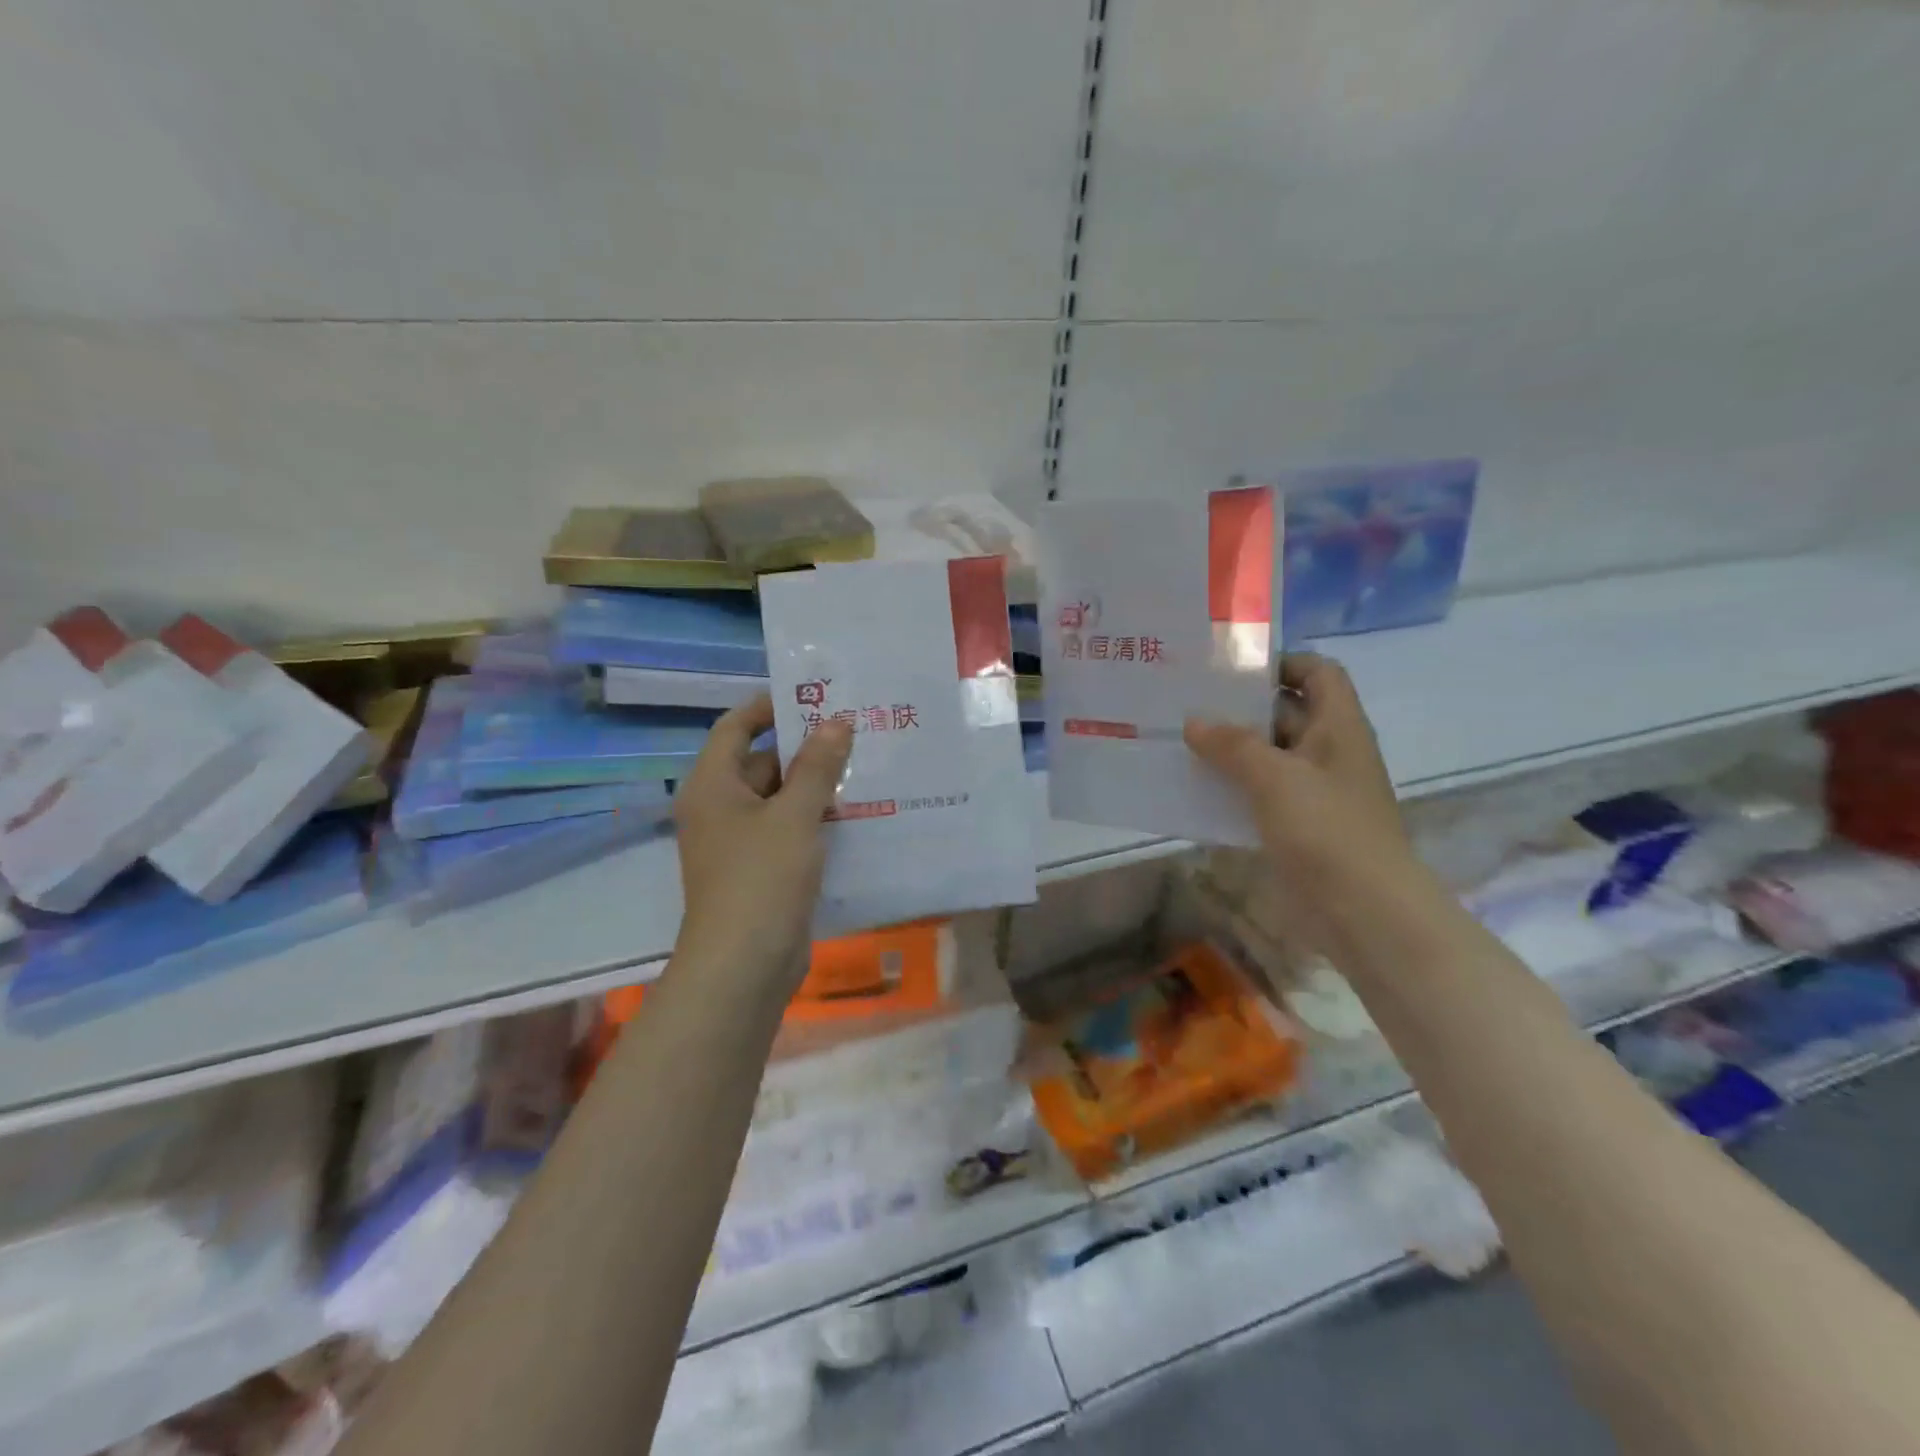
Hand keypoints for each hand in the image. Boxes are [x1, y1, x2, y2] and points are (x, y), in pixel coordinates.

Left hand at [672, 694, 851, 989]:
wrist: (744, 966)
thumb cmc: (762, 878)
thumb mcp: (794, 815)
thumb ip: (818, 766)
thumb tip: (837, 722)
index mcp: (712, 786)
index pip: (735, 728)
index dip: (769, 707)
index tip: (813, 697)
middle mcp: (719, 809)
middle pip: (760, 763)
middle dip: (804, 749)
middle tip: (853, 732)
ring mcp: (738, 843)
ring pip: (778, 800)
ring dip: (815, 786)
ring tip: (863, 767)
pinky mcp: (759, 871)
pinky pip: (787, 831)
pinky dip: (814, 820)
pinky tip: (856, 815)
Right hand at [1184, 653, 1412, 892]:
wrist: (1364, 910)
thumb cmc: (1327, 829)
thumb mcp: (1275, 778)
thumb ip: (1233, 745)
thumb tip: (1194, 721)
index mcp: (1338, 727)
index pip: (1318, 672)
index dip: (1283, 662)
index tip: (1232, 669)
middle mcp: (1329, 751)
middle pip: (1287, 711)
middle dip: (1242, 706)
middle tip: (1188, 701)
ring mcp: (1315, 790)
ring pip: (1270, 755)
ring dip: (1232, 749)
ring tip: (1181, 741)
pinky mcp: (1300, 824)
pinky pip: (1262, 792)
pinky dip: (1234, 786)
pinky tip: (1196, 788)